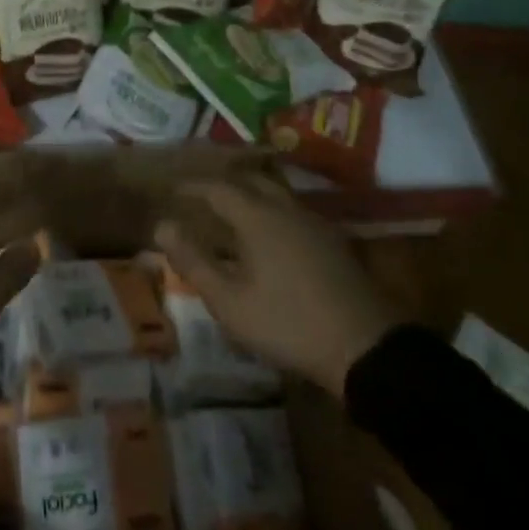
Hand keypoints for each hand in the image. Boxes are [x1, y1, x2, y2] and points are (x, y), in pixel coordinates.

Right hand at [153, 176, 399, 392]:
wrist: (366, 348)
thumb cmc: (288, 323)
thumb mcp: (230, 301)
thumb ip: (193, 261)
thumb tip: (162, 226)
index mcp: (258, 217)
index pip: (218, 188)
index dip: (193, 187)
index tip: (173, 190)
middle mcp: (286, 209)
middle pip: (251, 181)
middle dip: (223, 182)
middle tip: (201, 193)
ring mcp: (315, 224)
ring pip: (276, 193)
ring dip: (249, 194)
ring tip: (229, 210)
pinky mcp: (333, 242)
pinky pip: (292, 211)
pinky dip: (270, 210)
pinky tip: (267, 234)